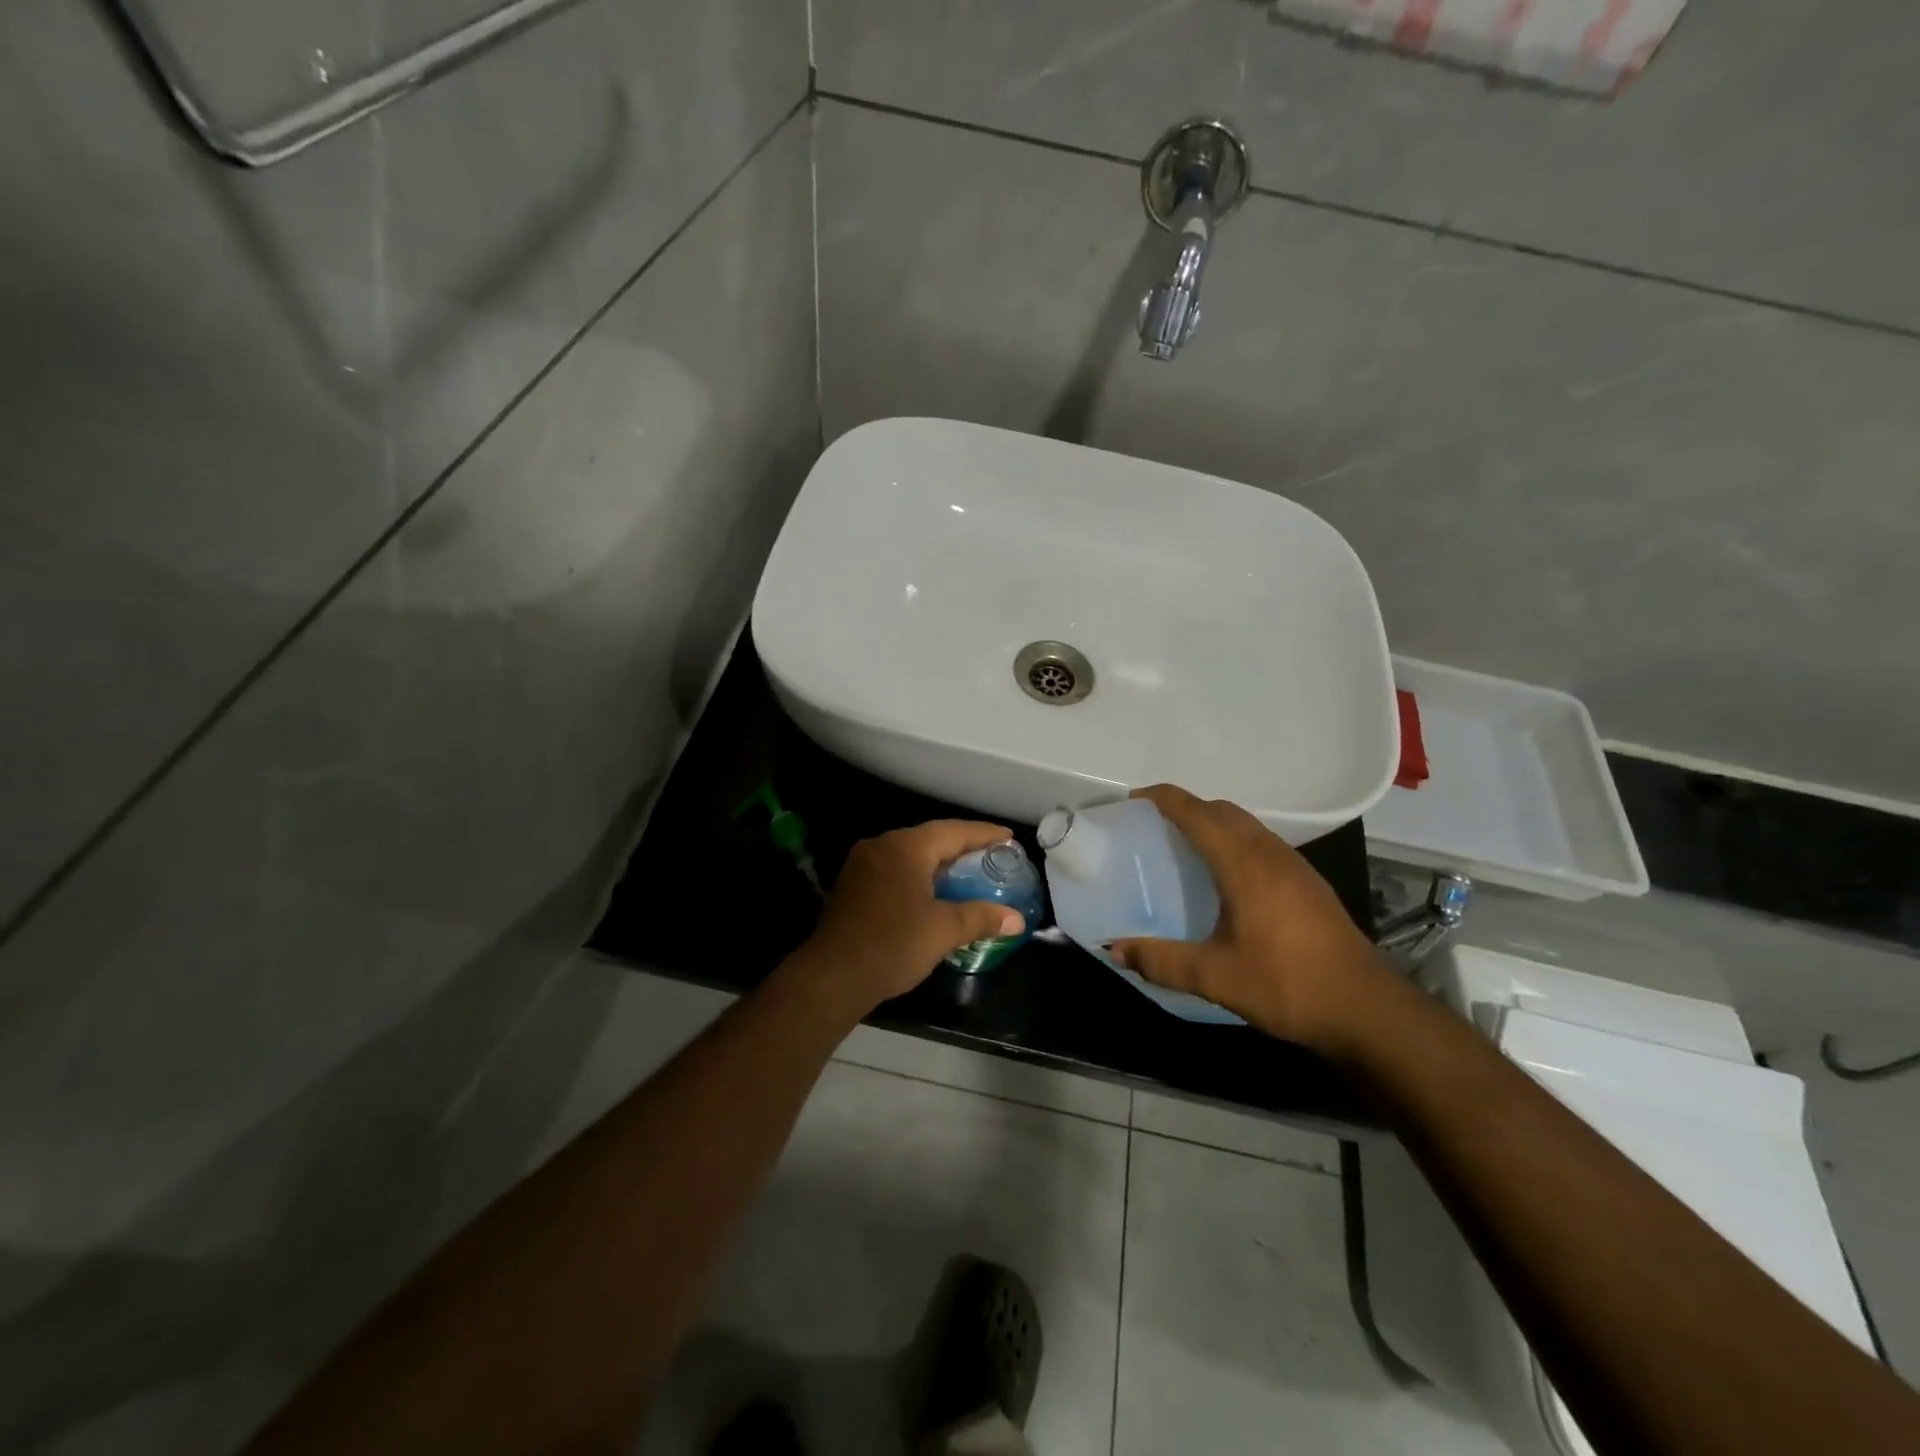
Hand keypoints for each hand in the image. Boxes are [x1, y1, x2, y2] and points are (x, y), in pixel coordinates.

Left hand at [791, 820, 1027, 1015]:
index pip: (953, 831)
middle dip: (962, 847)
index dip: (984, 834)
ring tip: (967, 874)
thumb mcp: (944, 930)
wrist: (832, 976)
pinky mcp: (852, 885)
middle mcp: (882, 846)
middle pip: (930, 838)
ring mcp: (862, 864)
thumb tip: (1017, 919)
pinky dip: (917, 875)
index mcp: (906, 847)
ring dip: (938, 863)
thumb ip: (981, 917)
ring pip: (910, 854)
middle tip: (992, 856)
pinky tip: (932, 893)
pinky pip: (894, 869)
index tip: (1009, 837)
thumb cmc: (893, 945)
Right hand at [1108, 785, 1394, 1050]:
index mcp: (1244, 864)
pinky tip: (1226, 878)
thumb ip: (1162, 961)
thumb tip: (1114, 950)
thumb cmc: (1288, 985)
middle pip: (1222, 810)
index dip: (1163, 799)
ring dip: (1213, 823)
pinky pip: (1262, 843)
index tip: (1133, 801)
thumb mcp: (1216, 977)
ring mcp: (1295, 866)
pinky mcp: (1309, 884)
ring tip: (1184, 847)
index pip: (1197, 813)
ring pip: (1246, 825)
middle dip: (1186, 807)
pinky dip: (1234, 841)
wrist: (1368, 1009)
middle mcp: (1270, 854)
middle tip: (1153, 827)